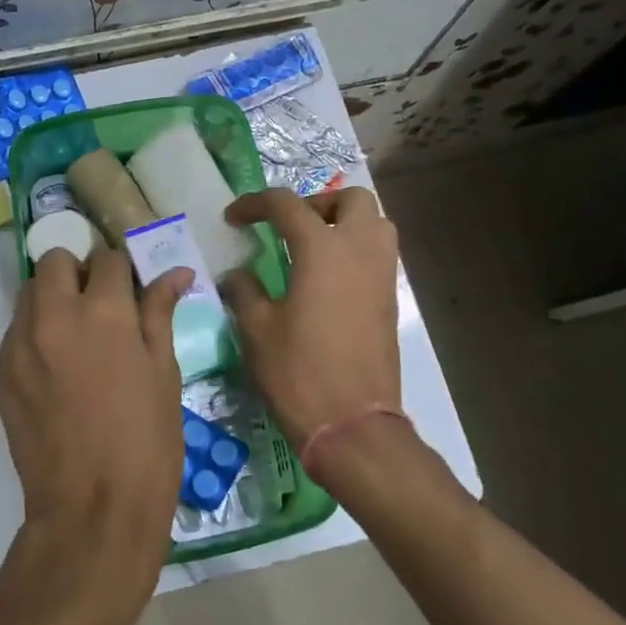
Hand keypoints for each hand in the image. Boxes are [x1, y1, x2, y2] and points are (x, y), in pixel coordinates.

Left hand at [0, 247, 191, 595]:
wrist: (92, 510)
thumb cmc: (146, 442)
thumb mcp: (164, 373)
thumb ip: (160, 313)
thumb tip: (175, 272)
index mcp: (103, 311)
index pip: (108, 258)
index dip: (123, 271)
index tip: (131, 291)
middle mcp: (54, 315)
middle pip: (55, 260)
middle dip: (79, 272)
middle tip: (100, 305)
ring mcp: (20, 343)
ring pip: (30, 292)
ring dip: (53, 297)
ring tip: (76, 334)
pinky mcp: (2, 372)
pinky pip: (16, 330)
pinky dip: (36, 331)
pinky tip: (57, 368)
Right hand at [219, 187, 401, 450]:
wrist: (353, 425)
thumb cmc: (299, 373)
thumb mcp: (257, 330)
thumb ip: (244, 290)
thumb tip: (236, 274)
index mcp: (322, 250)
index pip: (287, 205)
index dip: (255, 204)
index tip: (234, 219)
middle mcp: (359, 251)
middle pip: (351, 199)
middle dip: (318, 202)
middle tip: (289, 227)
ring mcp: (382, 275)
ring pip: (376, 223)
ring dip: (345, 223)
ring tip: (312, 248)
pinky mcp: (391, 300)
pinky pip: (379, 254)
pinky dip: (356, 250)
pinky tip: (327, 279)